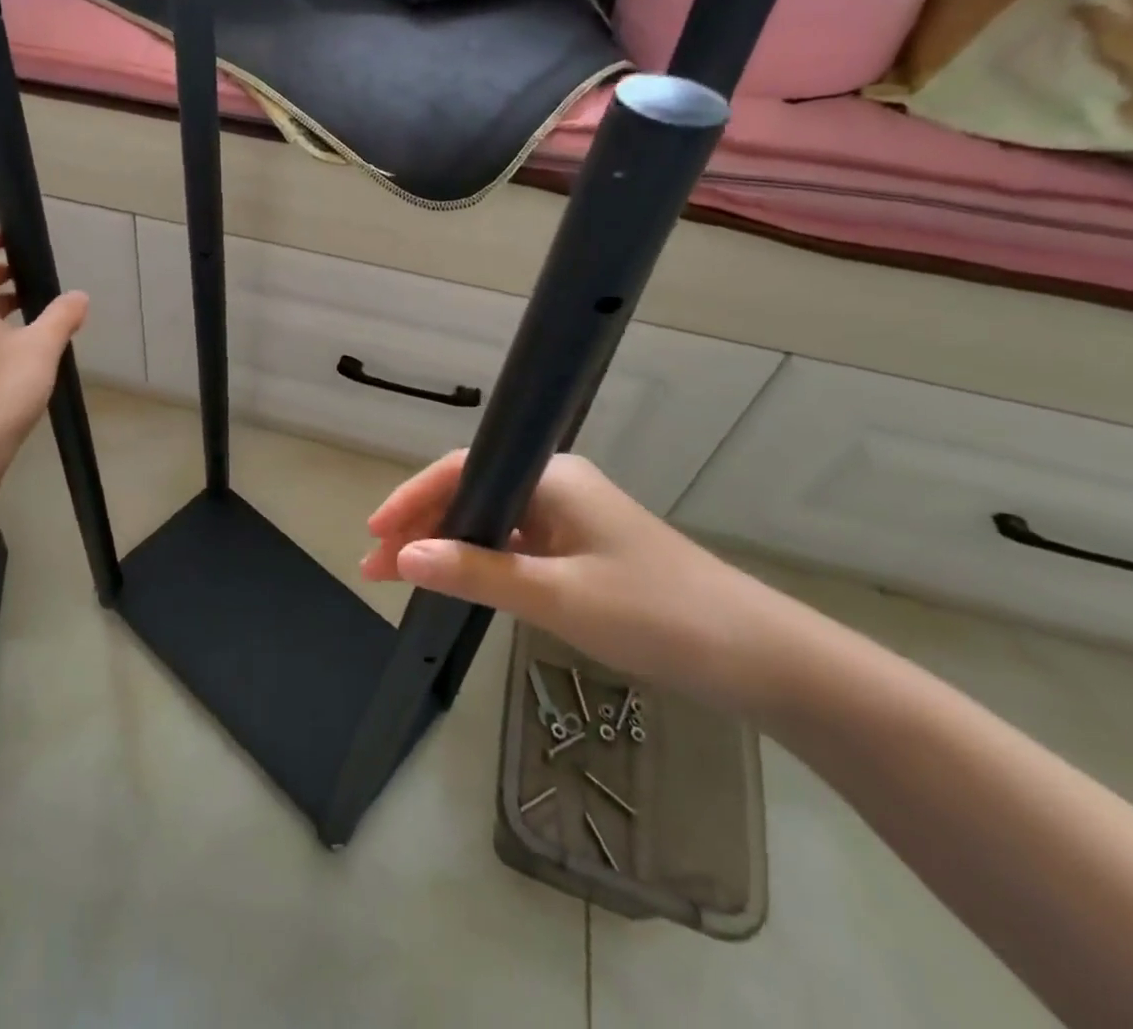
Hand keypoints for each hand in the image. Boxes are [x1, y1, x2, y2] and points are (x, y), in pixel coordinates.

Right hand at [362, 451, 808, 713]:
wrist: (759, 658)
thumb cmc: (655, 615)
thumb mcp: (557, 597)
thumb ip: (476, 572)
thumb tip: (404, 557)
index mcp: (551, 478)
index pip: (461, 473)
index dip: (411, 499)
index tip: (373, 532)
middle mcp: (557, 486)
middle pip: (471, 494)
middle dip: (421, 527)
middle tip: (378, 566)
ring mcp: (571, 517)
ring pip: (491, 520)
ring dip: (447, 545)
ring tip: (404, 575)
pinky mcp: (583, 548)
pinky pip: (515, 543)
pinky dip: (480, 560)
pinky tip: (460, 581)